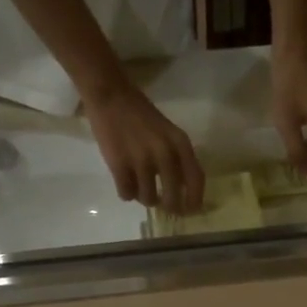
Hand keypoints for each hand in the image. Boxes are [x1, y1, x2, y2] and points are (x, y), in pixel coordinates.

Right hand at [81, 82, 205, 213]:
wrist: (111, 96)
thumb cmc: (141, 114)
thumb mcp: (168, 132)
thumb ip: (177, 157)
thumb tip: (181, 189)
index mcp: (180, 144)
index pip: (196, 180)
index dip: (194, 200)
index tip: (190, 211)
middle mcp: (165, 154)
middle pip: (172, 197)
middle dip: (169, 207)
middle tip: (163, 206)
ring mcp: (141, 161)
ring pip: (148, 198)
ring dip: (144, 198)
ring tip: (139, 188)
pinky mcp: (119, 165)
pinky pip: (127, 194)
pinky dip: (126, 193)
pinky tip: (124, 183)